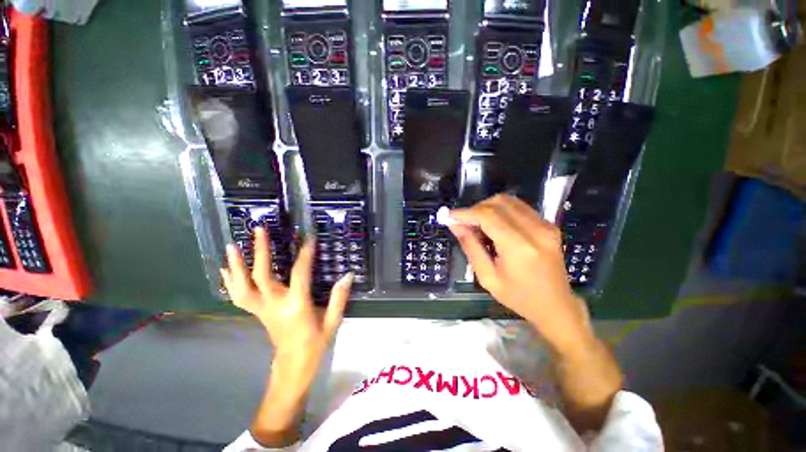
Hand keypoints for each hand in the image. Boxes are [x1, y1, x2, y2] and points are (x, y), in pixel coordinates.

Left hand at [220, 228, 352, 359]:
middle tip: (259, 230)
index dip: (305, 254)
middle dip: (260, 251)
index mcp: (297, 306)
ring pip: (242, 286)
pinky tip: (226, 268)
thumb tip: (347, 275)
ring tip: (232, 245)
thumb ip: (339, 298)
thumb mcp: (332, 321)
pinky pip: (239, 296)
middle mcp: (275, 305)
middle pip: (262, 276)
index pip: (300, 273)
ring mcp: (262, 309)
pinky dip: (230, 280)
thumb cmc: (315, 343)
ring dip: (236, 265)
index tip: (308, 237)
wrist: (293, 365)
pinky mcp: (257, 312)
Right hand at [449, 194, 593, 354]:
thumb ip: (470, 247)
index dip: (465, 213)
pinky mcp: (549, 224)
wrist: (556, 306)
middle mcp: (535, 230)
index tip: (449, 216)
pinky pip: (518, 207)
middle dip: (475, 209)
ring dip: (487, 208)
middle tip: (464, 223)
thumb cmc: (518, 297)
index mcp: (519, 247)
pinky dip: (500, 210)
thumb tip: (454, 225)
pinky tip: (494, 225)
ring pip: (508, 200)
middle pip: (498, 203)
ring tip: (478, 224)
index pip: (487, 216)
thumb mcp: (487, 277)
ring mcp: (545, 225)